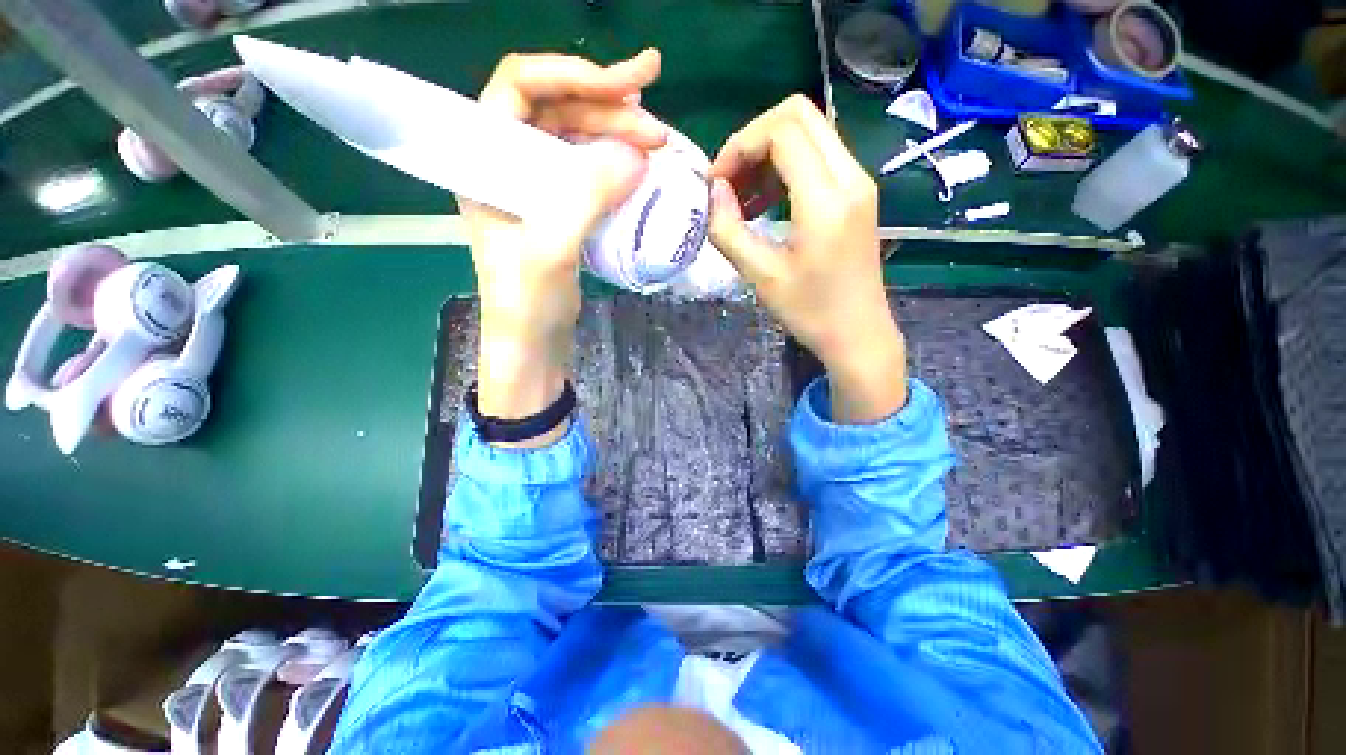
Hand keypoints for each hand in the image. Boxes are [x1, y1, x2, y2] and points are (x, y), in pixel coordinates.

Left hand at [463, 50, 666, 440]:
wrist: (532, 344)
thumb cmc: (526, 304)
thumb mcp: (549, 250)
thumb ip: (585, 198)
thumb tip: (637, 154)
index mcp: (484, 160)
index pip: (520, 88)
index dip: (572, 75)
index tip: (625, 85)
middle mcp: (507, 162)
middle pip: (556, 109)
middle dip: (608, 105)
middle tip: (657, 123)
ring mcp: (536, 185)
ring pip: (577, 137)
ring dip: (617, 132)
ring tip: (658, 140)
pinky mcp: (561, 208)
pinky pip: (589, 169)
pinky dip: (617, 162)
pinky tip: (642, 164)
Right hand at [708, 96, 907, 422]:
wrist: (858, 334)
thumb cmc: (810, 312)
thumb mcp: (760, 275)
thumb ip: (728, 229)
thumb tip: (714, 191)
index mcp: (827, 199)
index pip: (782, 130)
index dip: (740, 146)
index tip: (717, 183)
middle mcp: (850, 177)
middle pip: (799, 115)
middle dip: (753, 139)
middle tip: (729, 181)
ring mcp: (858, 183)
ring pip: (810, 132)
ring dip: (768, 153)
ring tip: (743, 197)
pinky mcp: (857, 194)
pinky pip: (819, 157)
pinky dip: (785, 168)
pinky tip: (765, 203)